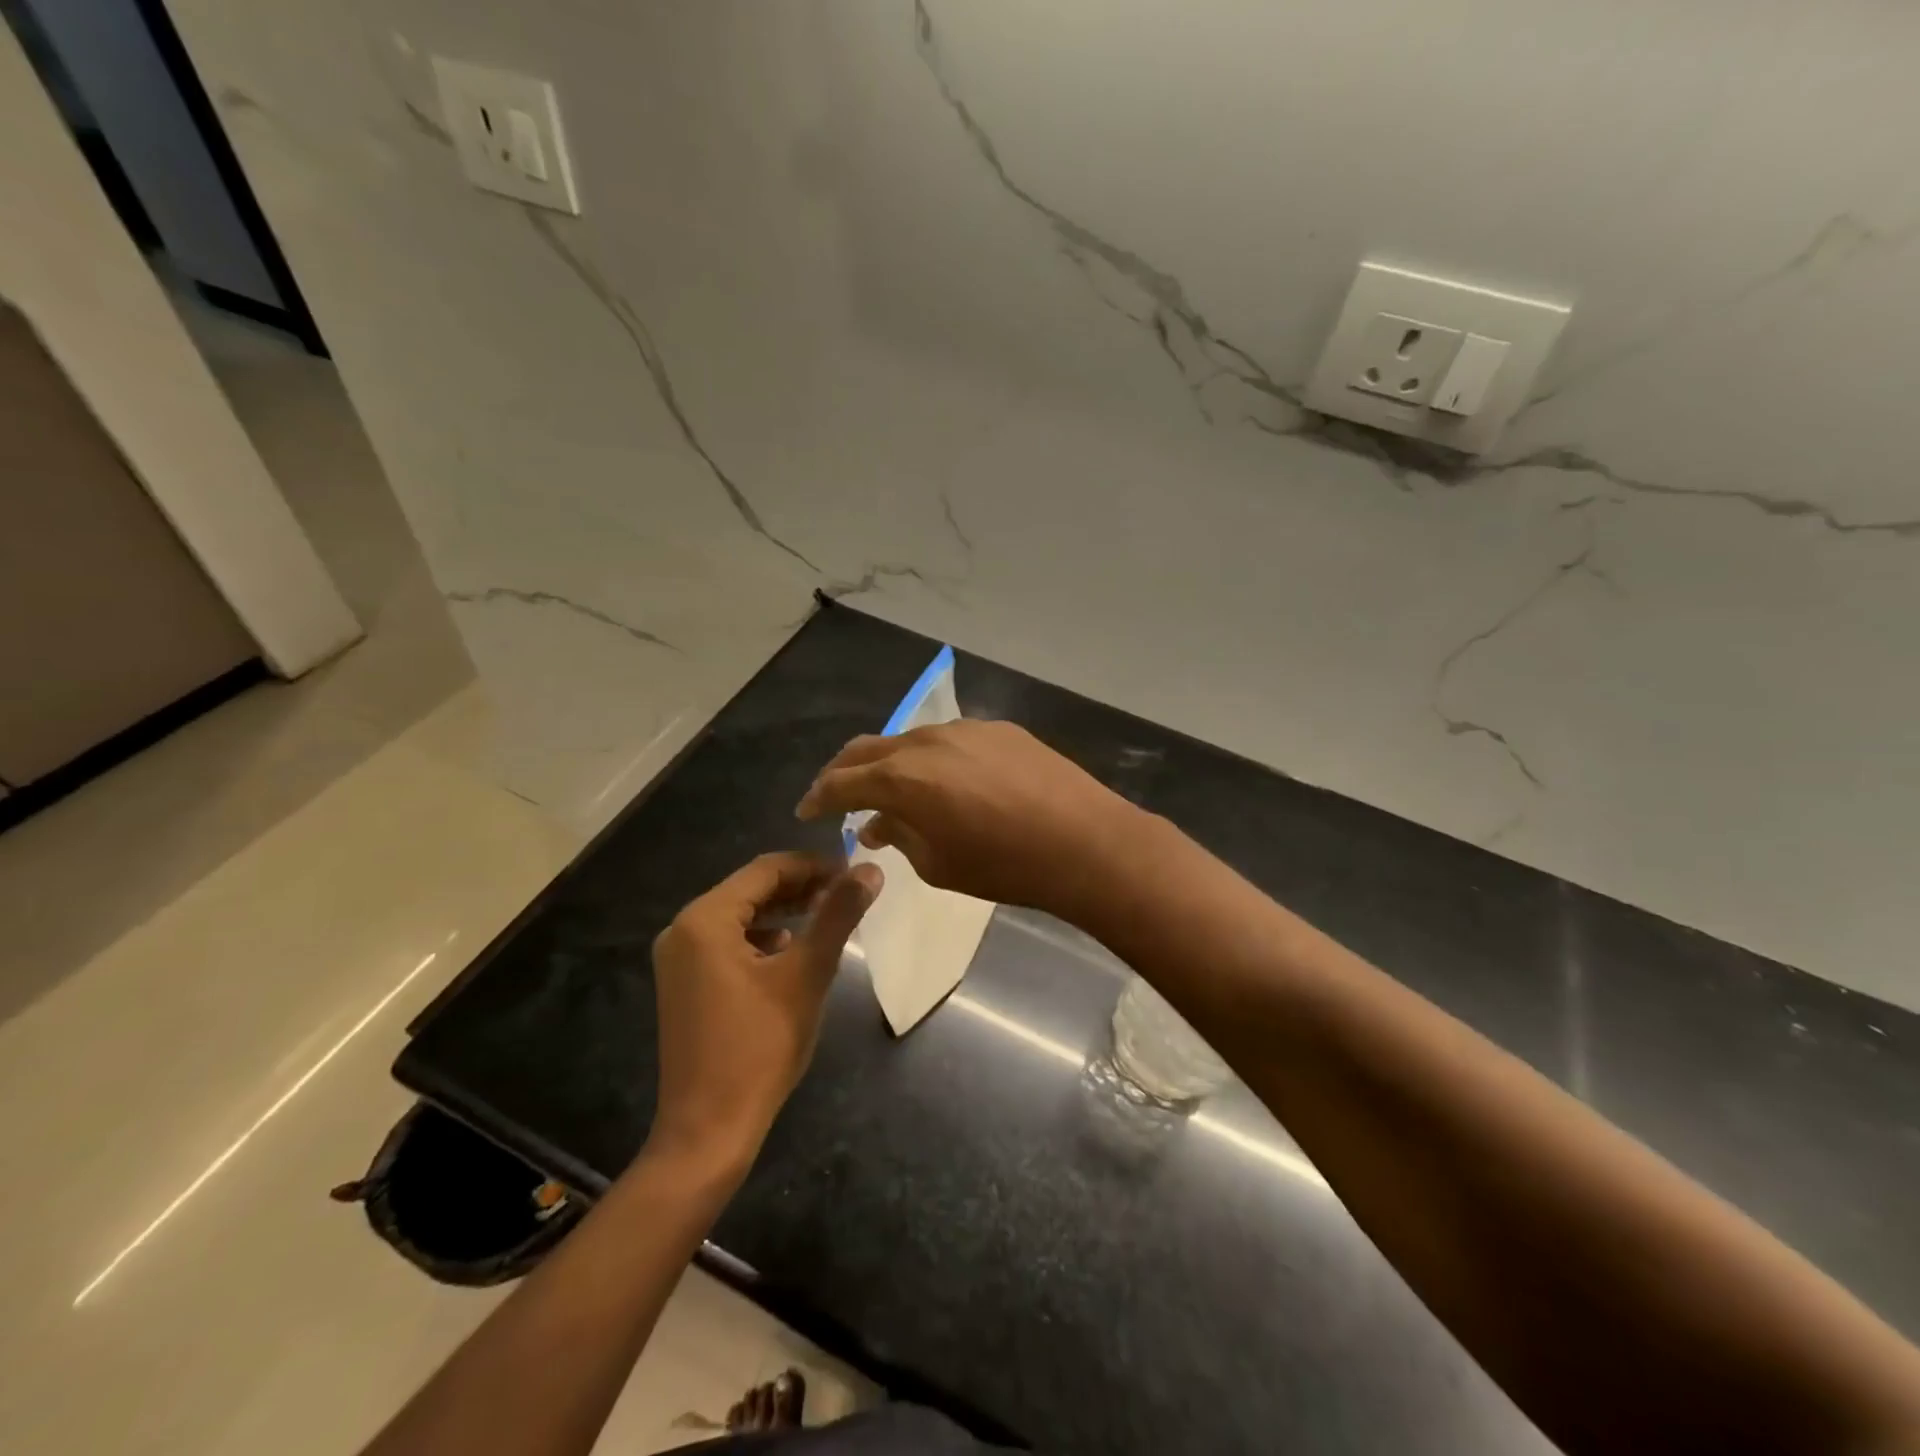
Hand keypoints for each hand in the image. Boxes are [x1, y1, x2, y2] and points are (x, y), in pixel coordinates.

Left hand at [649, 852, 880, 1169]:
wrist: (708, 1131)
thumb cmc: (760, 1046)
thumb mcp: (807, 974)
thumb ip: (838, 915)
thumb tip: (871, 870)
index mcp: (705, 919)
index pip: (766, 870)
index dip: (814, 865)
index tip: (854, 872)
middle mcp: (683, 930)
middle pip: (750, 890)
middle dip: (800, 887)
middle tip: (846, 893)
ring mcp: (679, 959)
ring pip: (740, 916)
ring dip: (784, 910)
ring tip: (827, 916)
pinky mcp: (684, 984)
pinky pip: (727, 943)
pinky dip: (763, 937)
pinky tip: (791, 949)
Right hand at [793, 720, 1143, 920]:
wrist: (1085, 842)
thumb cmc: (1005, 866)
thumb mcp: (938, 866)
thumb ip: (900, 837)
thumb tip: (879, 824)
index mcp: (902, 778)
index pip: (842, 782)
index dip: (818, 798)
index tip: (806, 811)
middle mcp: (926, 741)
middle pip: (868, 749)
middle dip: (844, 772)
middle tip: (837, 796)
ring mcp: (965, 729)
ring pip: (909, 740)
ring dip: (891, 764)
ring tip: (894, 791)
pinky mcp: (998, 729)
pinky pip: (949, 740)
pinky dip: (931, 759)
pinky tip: (945, 781)